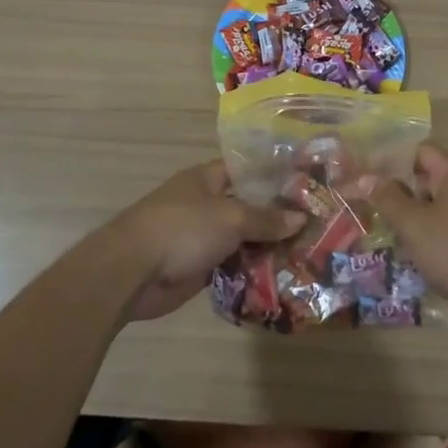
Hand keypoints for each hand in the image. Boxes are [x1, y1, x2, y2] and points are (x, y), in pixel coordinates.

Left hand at [111, 161, 304, 321]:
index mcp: (206, 179)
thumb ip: (265, 218)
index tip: (304, 184)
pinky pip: (231, 267)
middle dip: (276, 217)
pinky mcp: (197, 268)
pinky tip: (280, 278)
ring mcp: (200, 238)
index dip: (272, 175)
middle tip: (316, 225)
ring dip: (266, 248)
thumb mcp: (231, 217)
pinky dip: (250, 272)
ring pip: (241, 239)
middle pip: (246, 207)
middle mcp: (204, 204)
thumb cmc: (182, 229)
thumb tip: (300, 218)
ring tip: (306, 254)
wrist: (131, 272)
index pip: (245, 170)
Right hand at [362, 144, 447, 318]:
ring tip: (386, 231)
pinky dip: (432, 233)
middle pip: (427, 177)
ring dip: (413, 216)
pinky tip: (414, 253)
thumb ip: (387, 199)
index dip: (390, 160)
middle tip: (369, 206)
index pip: (418, 150)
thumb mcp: (414, 225)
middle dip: (398, 192)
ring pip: (438, 204)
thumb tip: (365, 177)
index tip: (365, 177)